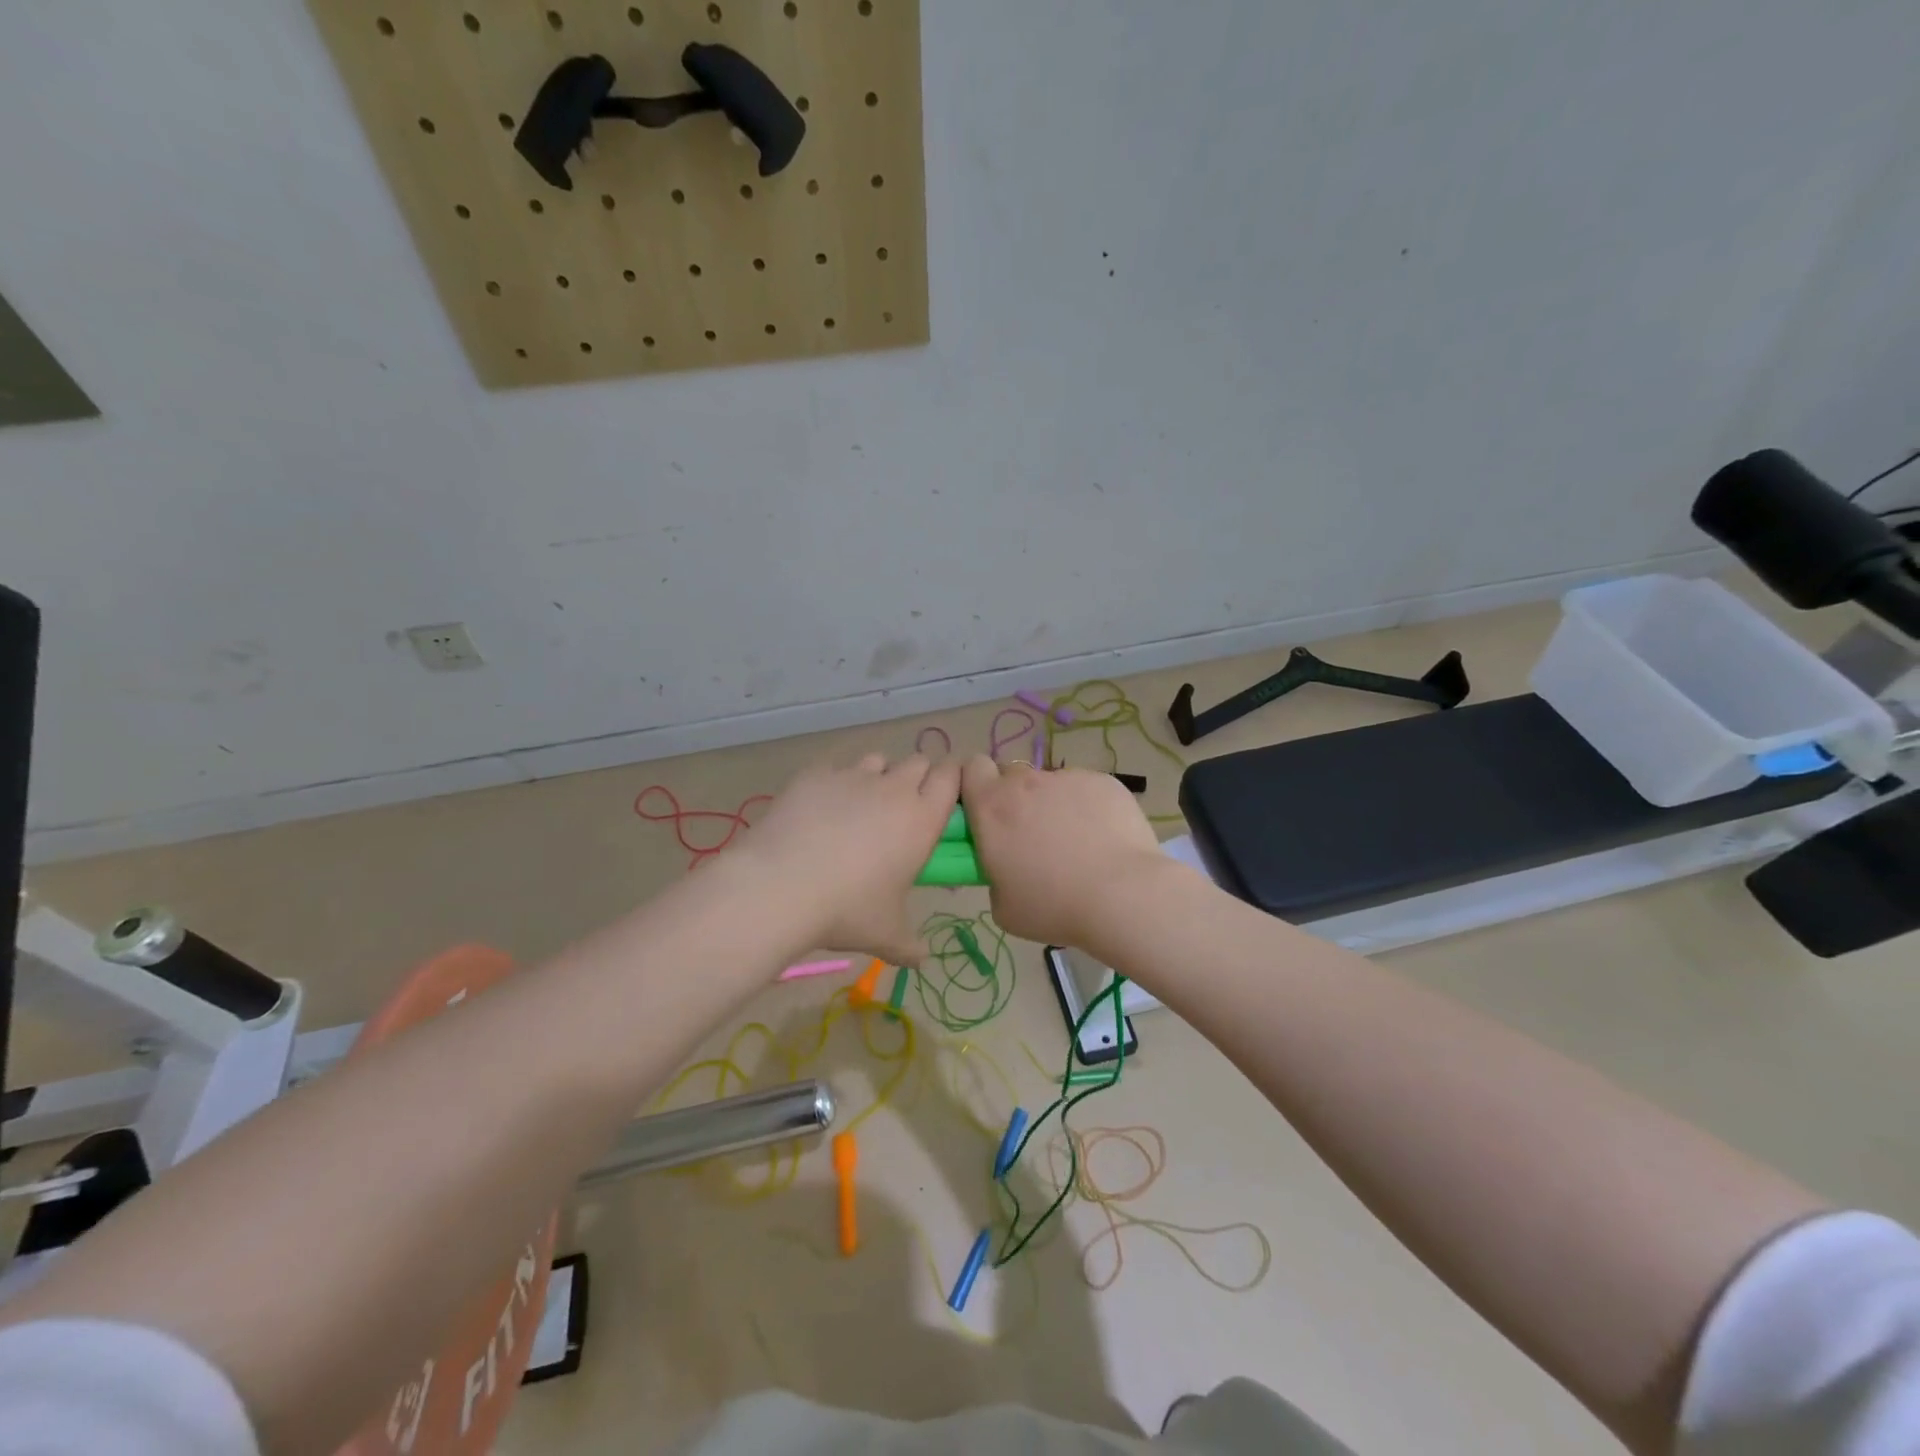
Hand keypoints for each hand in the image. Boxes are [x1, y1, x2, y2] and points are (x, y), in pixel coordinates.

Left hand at [737, 752, 959, 966]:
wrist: (779, 887)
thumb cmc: (846, 910)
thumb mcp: (886, 934)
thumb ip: (910, 945)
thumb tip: (923, 960)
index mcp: (921, 818)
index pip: (951, 777)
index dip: (950, 781)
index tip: (943, 798)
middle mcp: (893, 787)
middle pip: (918, 761)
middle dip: (916, 777)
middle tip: (902, 809)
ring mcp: (852, 775)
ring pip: (878, 760)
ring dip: (878, 776)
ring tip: (860, 806)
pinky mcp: (816, 773)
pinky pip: (835, 768)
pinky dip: (835, 783)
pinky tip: (819, 810)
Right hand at [960, 758, 1165, 947]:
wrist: (1122, 895)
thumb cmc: (1053, 906)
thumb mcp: (1003, 906)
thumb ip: (994, 873)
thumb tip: (1007, 863)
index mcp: (991, 807)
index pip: (971, 767)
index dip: (977, 785)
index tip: (985, 811)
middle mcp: (1025, 782)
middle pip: (1011, 775)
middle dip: (1015, 798)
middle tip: (1031, 835)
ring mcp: (1067, 778)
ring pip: (1051, 784)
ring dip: (1054, 804)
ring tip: (1078, 843)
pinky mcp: (1103, 781)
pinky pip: (1086, 789)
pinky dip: (1088, 807)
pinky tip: (1104, 839)